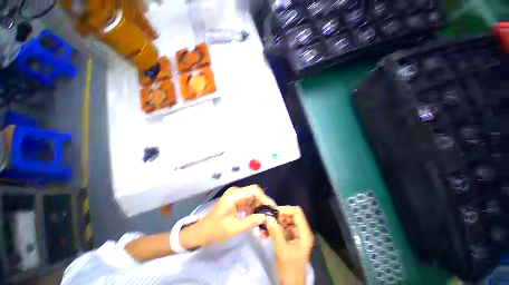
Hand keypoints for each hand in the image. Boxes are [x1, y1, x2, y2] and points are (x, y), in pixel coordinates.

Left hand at [183, 185, 275, 246]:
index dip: (264, 198)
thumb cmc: (216, 230)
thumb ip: (250, 222)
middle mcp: (236, 192)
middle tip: (270, 215)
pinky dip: (254, 208)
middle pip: (255, 192)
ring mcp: (236, 195)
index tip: (271, 209)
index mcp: (234, 195)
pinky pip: (249, 201)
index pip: (253, 190)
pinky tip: (256, 217)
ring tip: (264, 218)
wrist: (203, 231)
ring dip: (259, 206)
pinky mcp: (237, 200)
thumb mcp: (233, 229)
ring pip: (253, 197)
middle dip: (263, 203)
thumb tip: (265, 217)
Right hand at [266, 206, 313, 284]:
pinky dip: (275, 229)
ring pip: (285, 221)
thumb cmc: (290, 269)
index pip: (297, 212)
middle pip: (291, 215)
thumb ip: (275, 233)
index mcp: (304, 233)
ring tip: (265, 226)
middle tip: (268, 219)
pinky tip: (266, 233)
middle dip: (279, 216)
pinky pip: (282, 228)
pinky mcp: (290, 238)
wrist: (291, 284)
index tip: (274, 213)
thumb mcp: (282, 250)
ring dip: (275, 222)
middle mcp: (301, 231)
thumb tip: (268, 217)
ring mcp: (296, 235)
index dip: (286, 209)